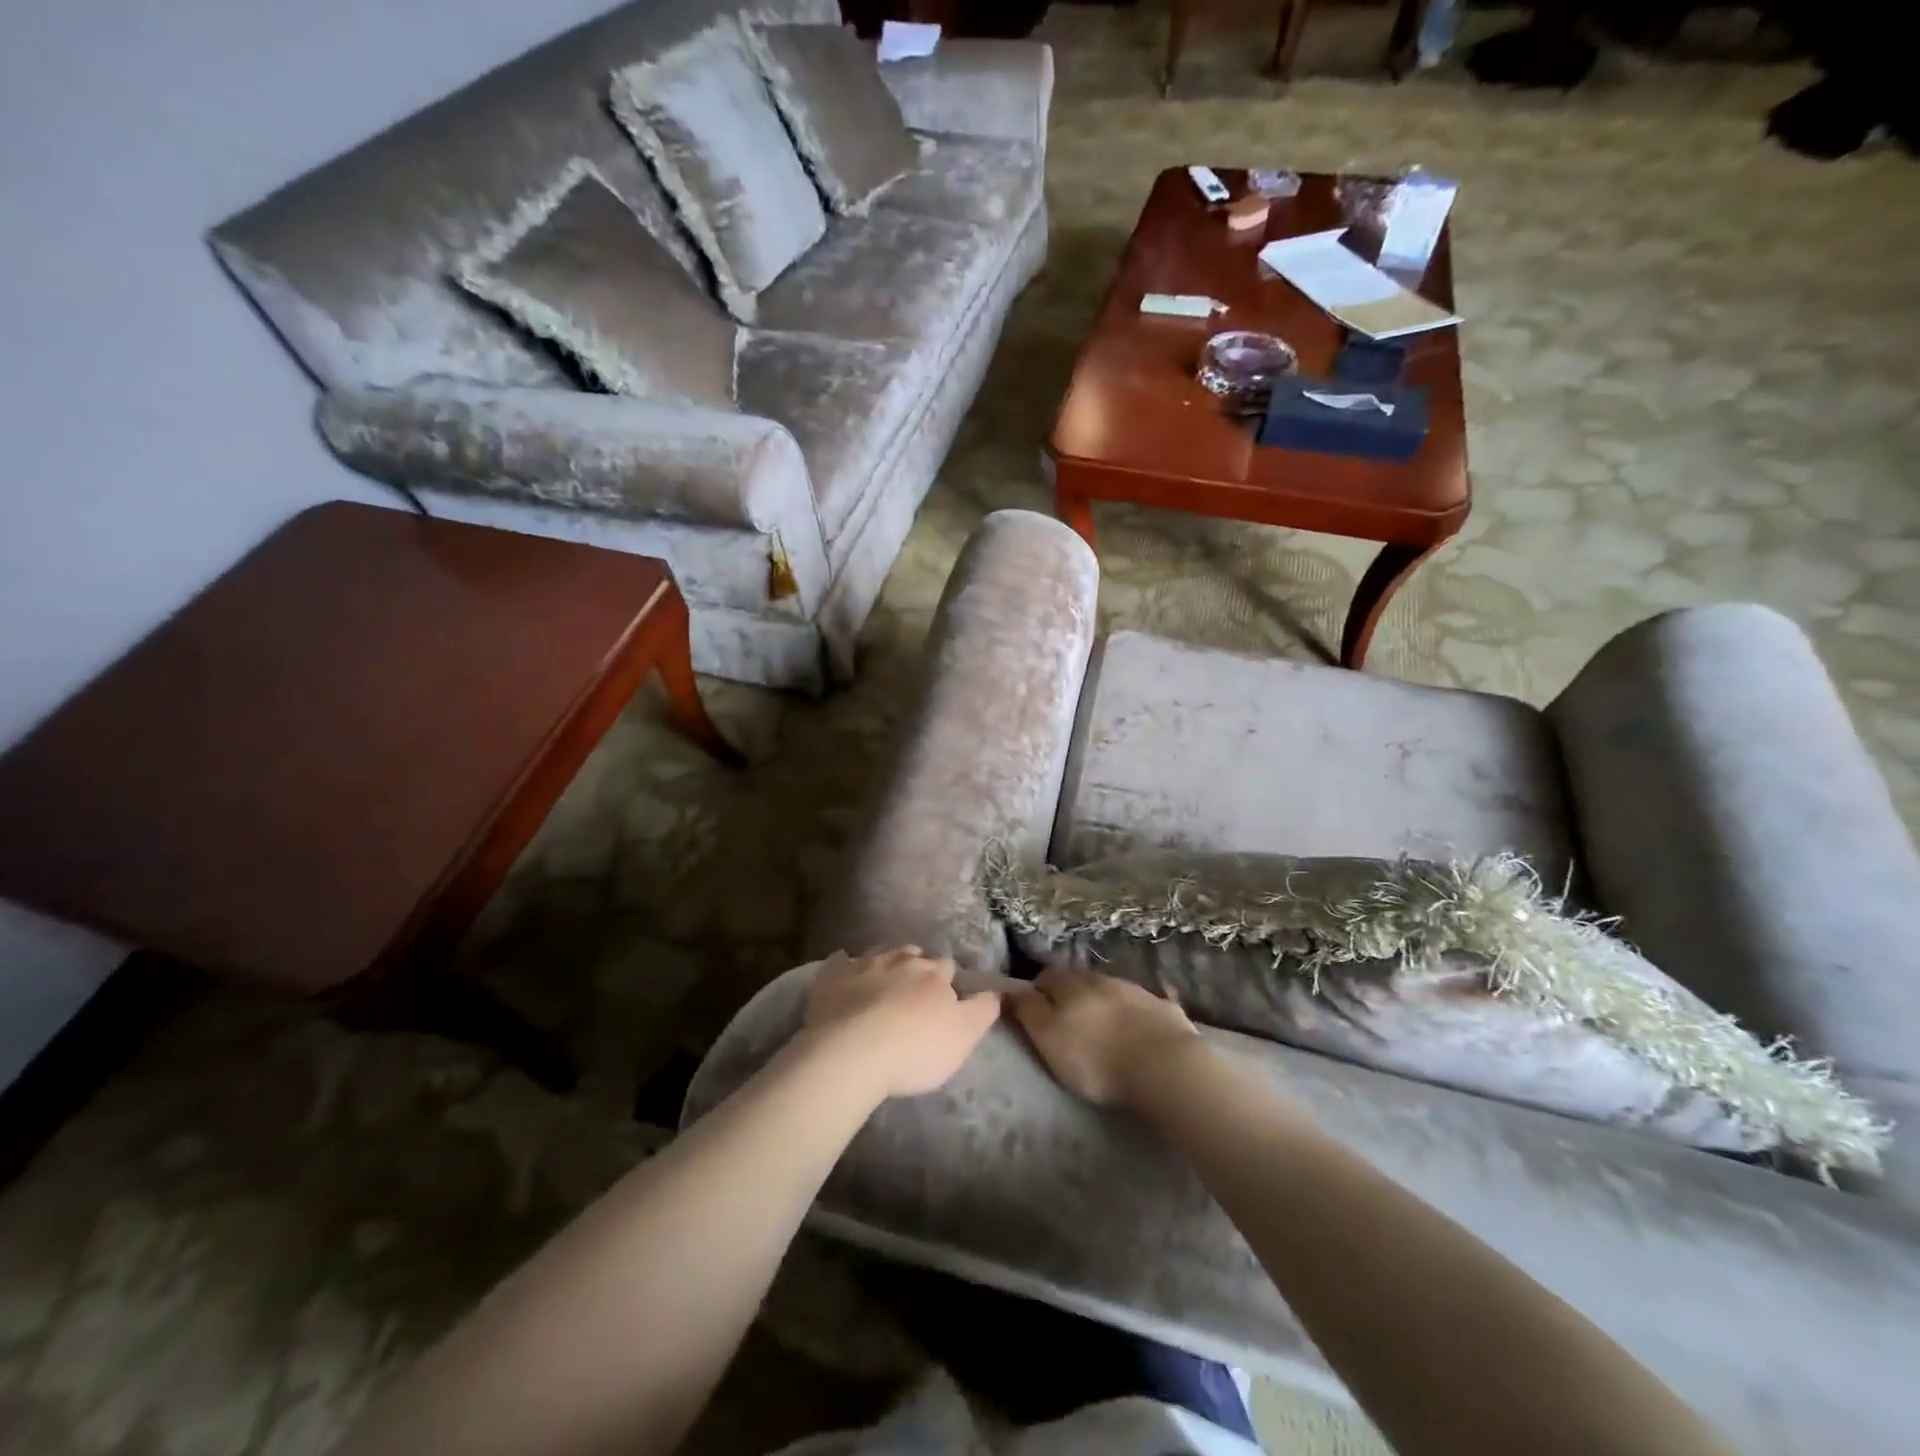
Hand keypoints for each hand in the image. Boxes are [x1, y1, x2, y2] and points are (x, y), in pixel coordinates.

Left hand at [801, 947, 1001, 1100]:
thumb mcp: (963, 1037)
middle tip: (914, 987)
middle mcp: (900, 960)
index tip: (947, 994)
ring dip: (885, 961)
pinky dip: (843, 965)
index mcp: (933, 974)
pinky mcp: (831, 978)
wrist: (851, 1053)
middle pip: (913, 954)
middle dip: (916, 965)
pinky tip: (842, 969)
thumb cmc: (914, 1049)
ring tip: (885, 976)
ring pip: (879, 953)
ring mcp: (863, 965)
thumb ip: (983, 1011)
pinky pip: (838, 962)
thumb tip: (997, 992)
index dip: (948, 980)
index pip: (947, 967)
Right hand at [1006, 962, 1201, 1107]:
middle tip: (1066, 1016)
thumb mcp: (1049, 1038)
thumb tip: (1009, 989)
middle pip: (1080, 979)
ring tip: (1101, 1022)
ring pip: (1112, 989)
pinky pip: (1144, 1006)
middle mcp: (1103, 979)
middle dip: (1071, 992)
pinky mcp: (1165, 1010)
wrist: (1164, 1067)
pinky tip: (1137, 1027)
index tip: (1033, 1005)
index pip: (1047, 977)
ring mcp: (1138, 991)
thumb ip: (1028, 1011)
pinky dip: (1136, 1013)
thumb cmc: (1096, 1059)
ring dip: (1103, 1000)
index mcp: (1071, 985)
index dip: (1038, 989)